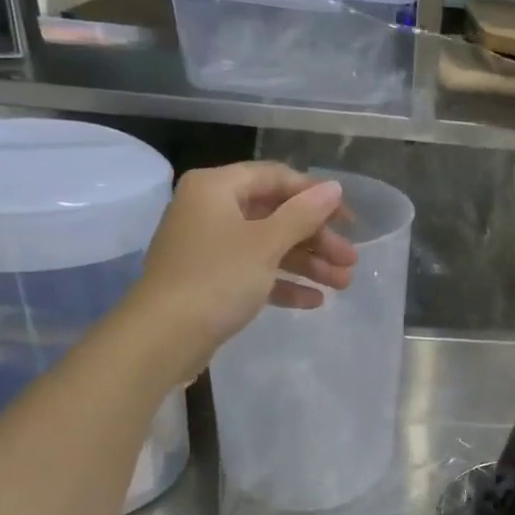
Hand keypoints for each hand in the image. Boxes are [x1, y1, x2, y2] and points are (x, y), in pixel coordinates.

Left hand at [121, 162, 358, 383]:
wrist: (164, 336)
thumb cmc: (217, 278)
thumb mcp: (266, 243)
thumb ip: (303, 214)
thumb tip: (334, 187)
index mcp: (217, 188)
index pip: (276, 178)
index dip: (315, 195)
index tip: (349, 220)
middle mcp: (211, 210)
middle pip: (276, 215)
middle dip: (317, 239)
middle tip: (350, 260)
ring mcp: (211, 247)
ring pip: (269, 246)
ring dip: (308, 264)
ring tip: (343, 284)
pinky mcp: (212, 280)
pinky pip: (255, 272)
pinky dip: (283, 283)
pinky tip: (314, 301)